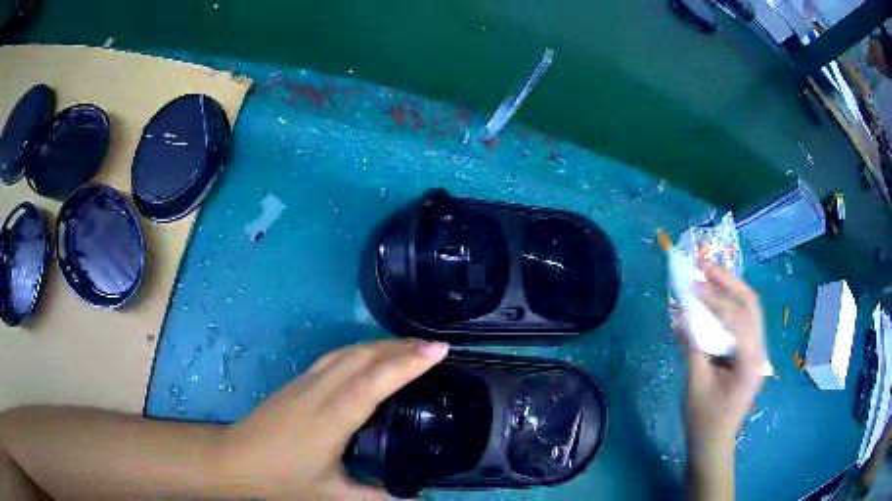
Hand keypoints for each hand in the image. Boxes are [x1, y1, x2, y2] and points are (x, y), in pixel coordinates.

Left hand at [221, 339, 448, 499]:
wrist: (235, 459)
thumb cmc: (282, 478)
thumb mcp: (332, 495)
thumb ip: (377, 496)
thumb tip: (414, 498)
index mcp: (331, 419)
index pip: (374, 382)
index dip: (407, 364)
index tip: (439, 351)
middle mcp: (320, 391)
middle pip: (364, 357)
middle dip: (402, 347)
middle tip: (436, 347)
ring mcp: (307, 381)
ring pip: (349, 351)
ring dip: (382, 344)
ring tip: (411, 347)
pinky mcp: (299, 381)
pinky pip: (336, 356)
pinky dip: (362, 350)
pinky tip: (371, 357)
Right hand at [682, 263, 766, 458]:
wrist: (714, 446)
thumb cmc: (704, 422)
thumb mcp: (696, 386)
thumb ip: (692, 348)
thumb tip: (681, 315)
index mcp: (751, 362)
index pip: (737, 318)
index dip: (715, 299)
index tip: (691, 286)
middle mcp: (760, 351)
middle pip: (750, 305)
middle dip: (728, 282)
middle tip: (704, 266)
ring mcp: (756, 352)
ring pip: (748, 311)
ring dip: (729, 290)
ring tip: (707, 275)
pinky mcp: (748, 355)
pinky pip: (740, 323)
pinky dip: (726, 308)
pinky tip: (711, 302)